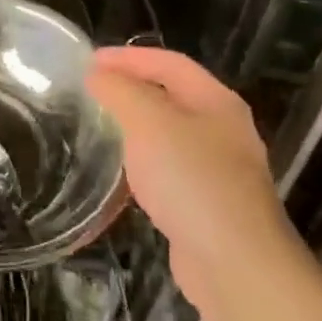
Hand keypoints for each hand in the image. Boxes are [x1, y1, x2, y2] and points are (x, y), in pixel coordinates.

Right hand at [86, 46, 296, 307]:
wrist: (234, 264)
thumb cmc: (191, 180)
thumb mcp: (148, 122)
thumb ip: (120, 91)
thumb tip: (98, 75)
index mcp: (216, 102)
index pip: (169, 63)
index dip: (128, 56)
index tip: (87, 61)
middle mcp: (222, 130)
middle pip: (171, 96)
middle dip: (130, 89)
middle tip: (89, 91)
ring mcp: (217, 170)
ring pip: (168, 135)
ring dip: (133, 127)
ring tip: (96, 128)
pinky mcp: (205, 205)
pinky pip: (167, 171)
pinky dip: (140, 164)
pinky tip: (119, 176)